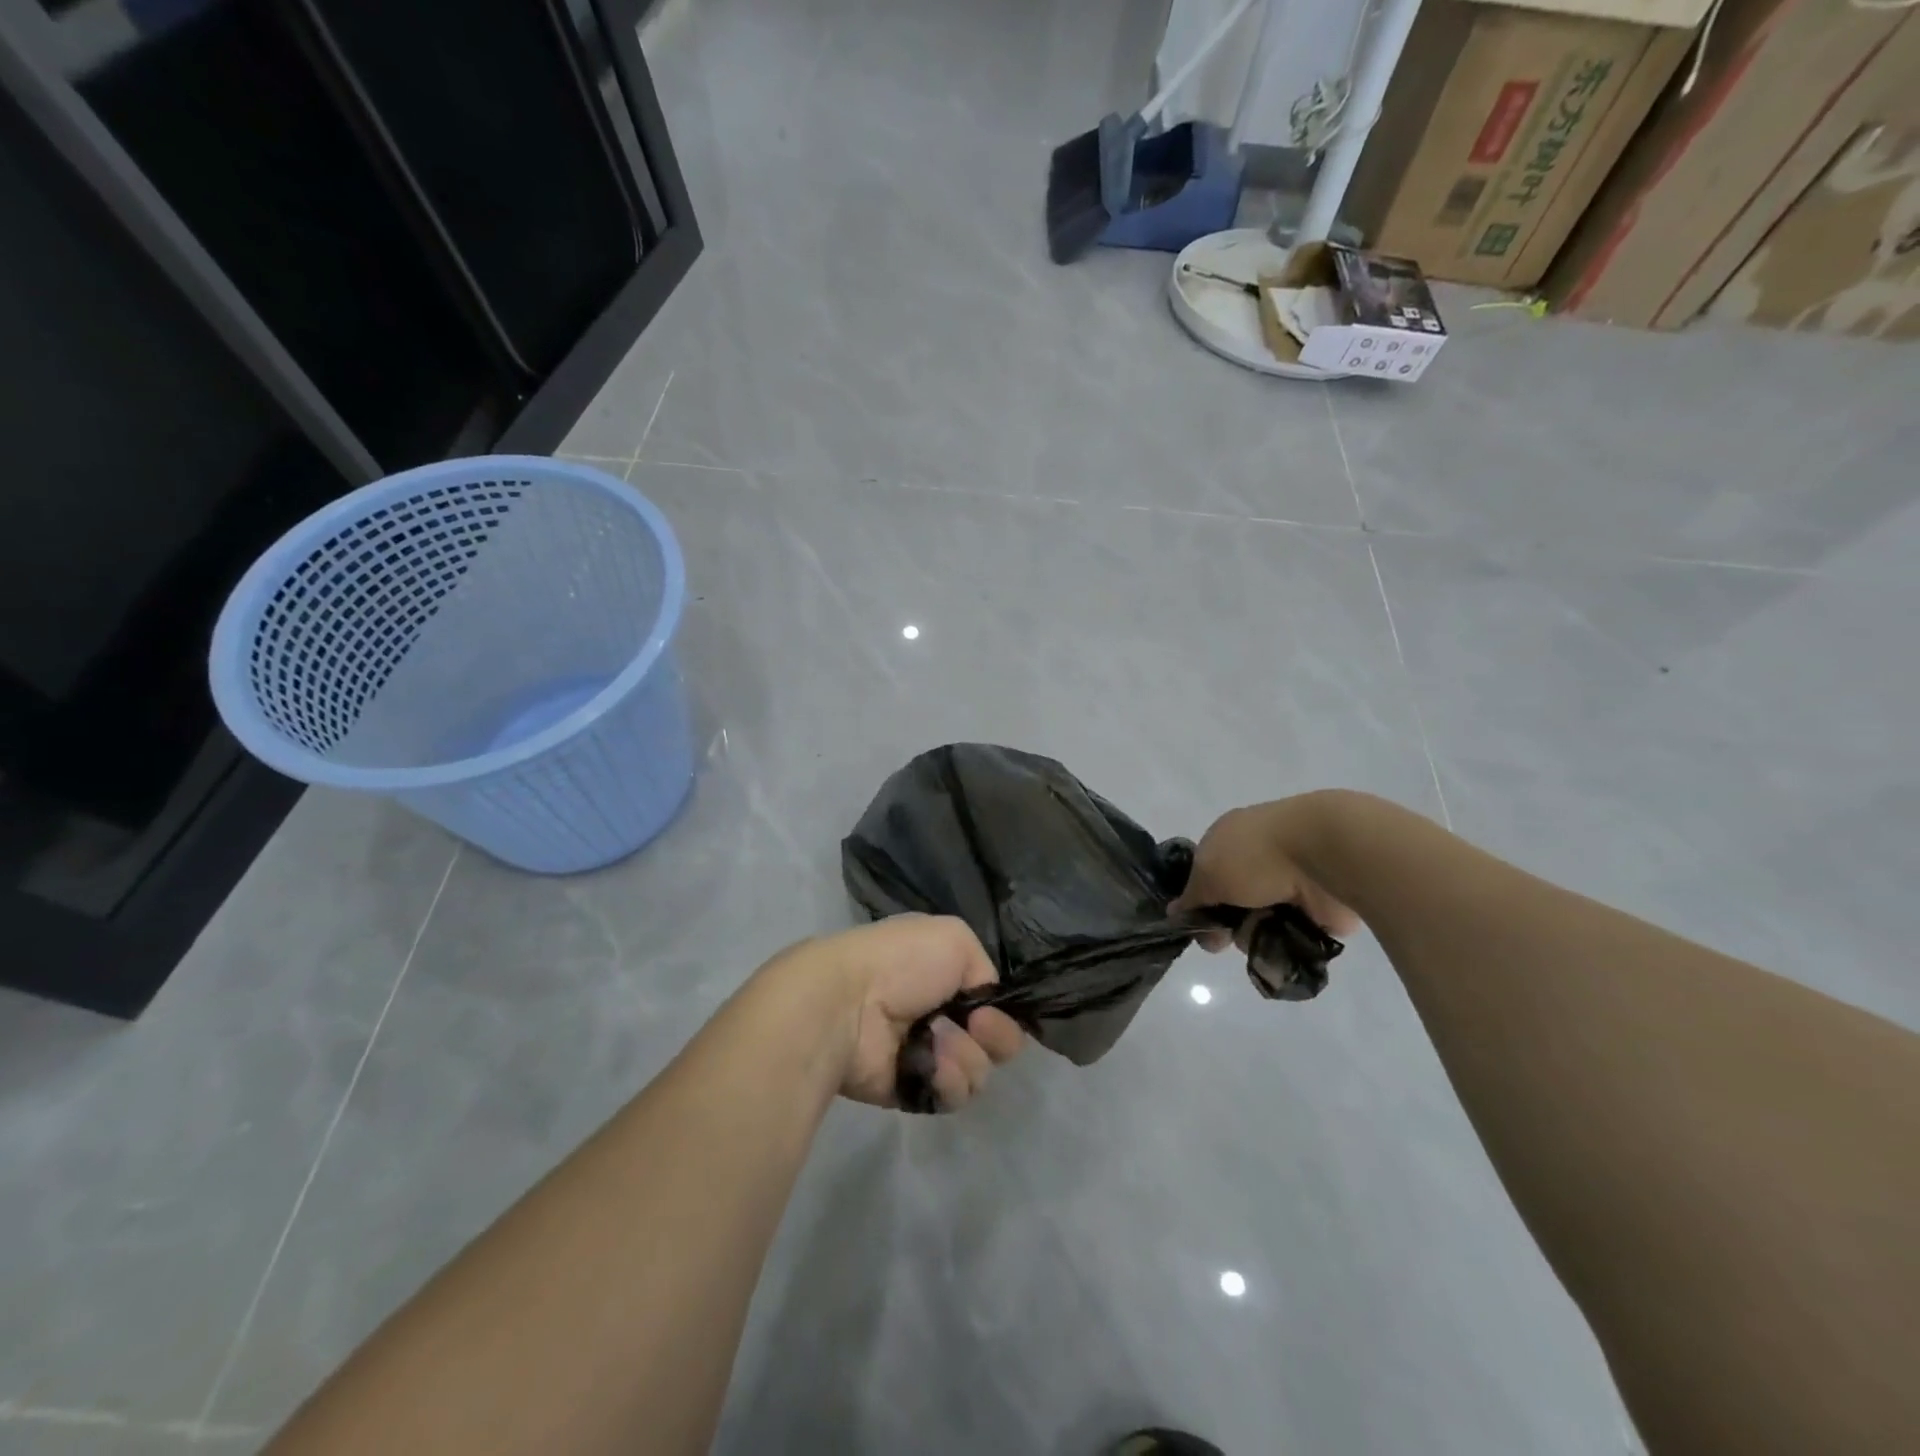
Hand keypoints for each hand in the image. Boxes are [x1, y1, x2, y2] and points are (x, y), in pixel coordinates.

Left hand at [771, 916, 1024, 1109]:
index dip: (1001, 1009)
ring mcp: (926, 1054)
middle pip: (993, 1041)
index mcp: (944, 974)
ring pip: (977, 1070)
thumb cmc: (900, 962)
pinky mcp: (912, 1089)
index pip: (991, 1002)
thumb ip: (985, 969)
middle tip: (975, 1027)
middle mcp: (938, 1014)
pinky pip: (952, 1095)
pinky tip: (931, 1065)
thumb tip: (984, 1006)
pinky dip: (948, 1081)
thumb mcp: (956, 938)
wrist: (849, 1003)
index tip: (990, 1008)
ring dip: (966, 1056)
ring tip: (938, 1044)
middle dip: (994, 1036)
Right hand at [1170, 797, 1358, 951]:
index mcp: (1229, 840)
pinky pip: (1291, 934)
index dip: (1198, 901)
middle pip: (1230, 904)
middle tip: (1225, 938)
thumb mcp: (1207, 874)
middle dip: (1226, 923)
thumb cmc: (1256, 856)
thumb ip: (1191, 897)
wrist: (1325, 855)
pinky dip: (1285, 940)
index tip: (1197, 923)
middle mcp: (1257, 861)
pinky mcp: (1316, 909)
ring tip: (1262, 932)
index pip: (1204, 876)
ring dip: (1254, 933)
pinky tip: (1285, 938)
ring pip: (1258, 922)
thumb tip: (1174, 912)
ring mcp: (1288, 885)